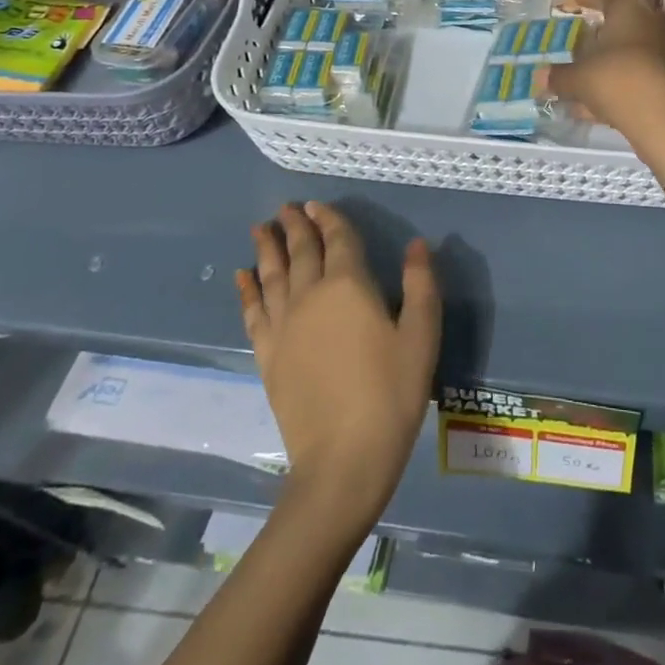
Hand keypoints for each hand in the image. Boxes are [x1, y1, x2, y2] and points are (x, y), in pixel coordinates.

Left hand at [238, 203, 440, 526]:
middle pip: (300, 251)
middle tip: (286, 207)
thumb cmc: (391, 393)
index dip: (328, 219)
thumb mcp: (421, 335)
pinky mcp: (268, 356)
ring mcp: (284, 326)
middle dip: (294, 226)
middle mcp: (311, 295)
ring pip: (272, 275)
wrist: (343, 460)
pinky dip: (247, 290)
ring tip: (260, 228)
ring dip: (267, 248)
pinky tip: (242, 277)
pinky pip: (253, 312)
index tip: (315, 204)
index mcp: (349, 285)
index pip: (337, 239)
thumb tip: (418, 245)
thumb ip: (421, 284)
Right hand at [550, 0, 664, 181]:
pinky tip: (598, 103)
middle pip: (625, 20)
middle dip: (602, 29)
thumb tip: (541, 76)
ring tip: (585, 72)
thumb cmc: (618, 80)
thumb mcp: (579, 78)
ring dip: (610, 60)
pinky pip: (640, 74)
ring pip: (633, 50)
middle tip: (583, 33)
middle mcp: (654, 22)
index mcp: (630, 9)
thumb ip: (559, 76)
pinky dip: (620, 82)